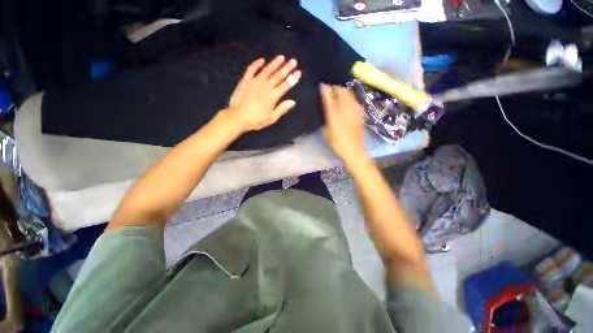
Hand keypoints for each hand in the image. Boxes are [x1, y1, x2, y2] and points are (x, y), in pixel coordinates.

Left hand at [222, 55, 300, 133]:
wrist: (238, 117)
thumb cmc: (256, 120)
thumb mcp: (271, 118)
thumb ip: (282, 109)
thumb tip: (293, 102)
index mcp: (273, 96)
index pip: (285, 85)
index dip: (293, 79)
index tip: (298, 72)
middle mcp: (266, 86)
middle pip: (278, 75)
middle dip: (287, 68)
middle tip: (293, 60)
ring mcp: (255, 81)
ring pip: (267, 70)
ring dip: (275, 63)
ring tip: (281, 57)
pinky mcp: (246, 80)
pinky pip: (252, 69)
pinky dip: (257, 64)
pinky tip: (262, 60)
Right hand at [320, 84, 366, 162]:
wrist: (354, 150)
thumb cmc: (337, 144)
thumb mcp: (327, 133)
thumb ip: (327, 120)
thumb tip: (329, 113)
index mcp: (334, 116)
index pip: (329, 98)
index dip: (325, 90)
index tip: (322, 85)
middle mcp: (345, 110)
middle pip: (341, 92)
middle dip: (335, 88)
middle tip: (331, 88)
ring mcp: (354, 111)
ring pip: (349, 94)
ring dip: (343, 91)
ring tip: (339, 92)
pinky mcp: (360, 113)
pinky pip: (355, 100)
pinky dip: (349, 97)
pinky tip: (347, 100)